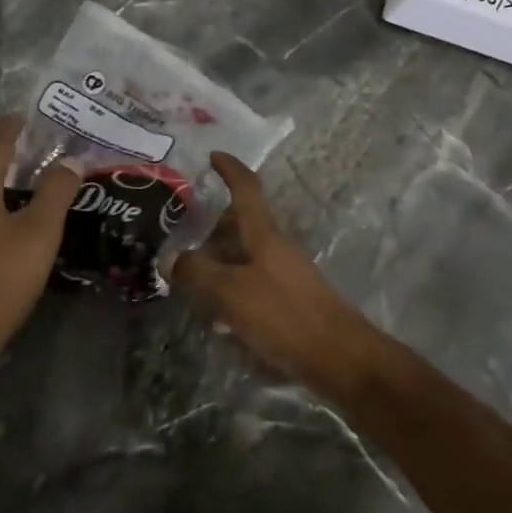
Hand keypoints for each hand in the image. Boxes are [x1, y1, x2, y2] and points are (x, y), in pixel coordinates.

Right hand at [170, 152, 380, 394]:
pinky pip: (254, 284)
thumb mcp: (231, 292)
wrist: (338, 357)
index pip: (247, 189)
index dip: (230, 170)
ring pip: (247, 256)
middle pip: (244, 224)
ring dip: (221, 260)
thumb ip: (198, 272)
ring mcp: (286, 275)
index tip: (213, 155)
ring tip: (191, 277)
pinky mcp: (290, 302)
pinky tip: (218, 319)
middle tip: (185, 231)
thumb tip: (172, 258)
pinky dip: (233, 290)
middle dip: (215, 224)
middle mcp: (277, 248)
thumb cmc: (284, 314)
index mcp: (265, 234)